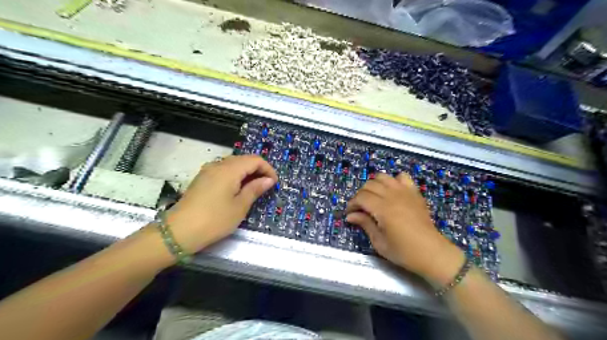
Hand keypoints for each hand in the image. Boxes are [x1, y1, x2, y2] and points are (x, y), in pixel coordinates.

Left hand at [164, 156, 277, 252]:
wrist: (179, 231)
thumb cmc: (215, 219)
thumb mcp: (240, 206)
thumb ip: (255, 189)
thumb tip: (268, 180)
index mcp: (230, 169)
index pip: (255, 160)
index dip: (268, 169)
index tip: (273, 183)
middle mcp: (218, 165)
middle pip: (244, 160)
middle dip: (258, 170)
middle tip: (265, 187)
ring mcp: (208, 171)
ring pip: (233, 164)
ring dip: (246, 173)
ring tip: (253, 189)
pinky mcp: (202, 179)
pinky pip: (223, 171)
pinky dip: (235, 176)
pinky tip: (236, 190)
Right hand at [346, 171, 464, 285]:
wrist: (432, 253)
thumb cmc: (404, 252)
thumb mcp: (380, 242)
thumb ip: (365, 224)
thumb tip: (350, 216)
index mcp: (383, 209)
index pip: (361, 197)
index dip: (352, 204)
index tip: (350, 213)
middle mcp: (393, 196)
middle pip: (369, 185)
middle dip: (360, 195)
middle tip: (360, 208)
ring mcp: (405, 192)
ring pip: (383, 177)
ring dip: (374, 185)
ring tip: (374, 197)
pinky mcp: (414, 193)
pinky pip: (402, 177)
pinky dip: (394, 180)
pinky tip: (392, 192)